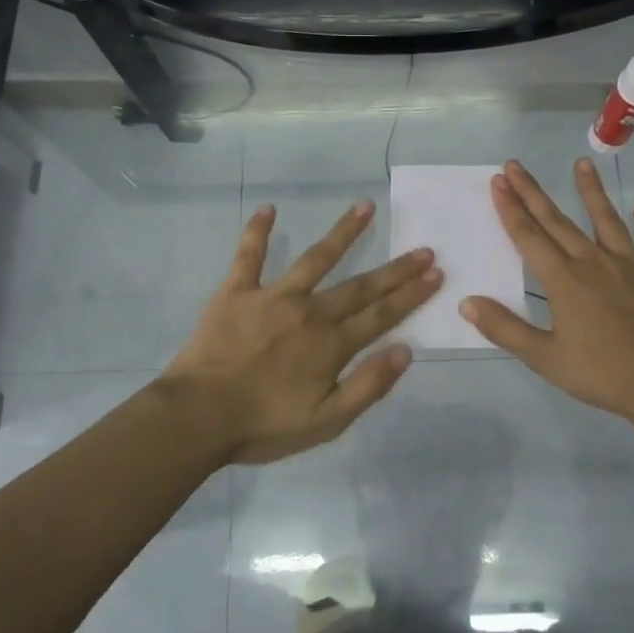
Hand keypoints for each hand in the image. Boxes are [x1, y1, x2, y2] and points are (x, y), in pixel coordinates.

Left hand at [163, 200, 442, 464]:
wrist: (197, 416)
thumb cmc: (263, 425)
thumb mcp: (326, 422)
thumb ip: (368, 386)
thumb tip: (405, 351)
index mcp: (331, 344)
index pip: (382, 315)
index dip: (411, 295)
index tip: (435, 273)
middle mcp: (309, 312)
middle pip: (360, 286)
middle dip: (395, 269)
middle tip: (423, 248)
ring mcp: (272, 296)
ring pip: (315, 258)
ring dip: (343, 232)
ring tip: (365, 206)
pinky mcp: (236, 292)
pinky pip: (248, 256)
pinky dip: (256, 231)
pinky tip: (267, 208)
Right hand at [460, 158, 633, 421]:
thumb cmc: (601, 372)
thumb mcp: (544, 357)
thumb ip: (505, 328)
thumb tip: (467, 303)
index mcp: (563, 280)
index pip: (529, 236)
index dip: (511, 208)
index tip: (498, 181)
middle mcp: (593, 263)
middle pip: (558, 222)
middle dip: (534, 193)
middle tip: (516, 165)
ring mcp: (631, 266)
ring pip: (607, 221)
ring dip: (592, 191)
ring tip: (582, 163)